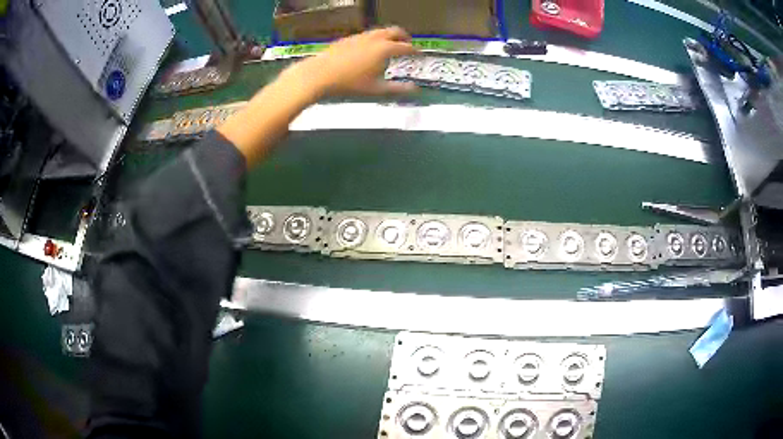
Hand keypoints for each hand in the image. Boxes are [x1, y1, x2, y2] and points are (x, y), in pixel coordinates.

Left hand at [281, 27, 419, 97]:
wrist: (320, 75)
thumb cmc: (350, 83)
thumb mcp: (376, 90)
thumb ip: (398, 89)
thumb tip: (414, 90)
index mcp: (385, 49)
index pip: (405, 47)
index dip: (414, 50)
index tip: (419, 54)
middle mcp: (374, 38)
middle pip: (394, 31)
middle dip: (403, 36)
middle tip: (407, 43)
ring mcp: (360, 37)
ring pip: (379, 31)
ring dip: (388, 36)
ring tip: (389, 45)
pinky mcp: (348, 39)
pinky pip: (366, 35)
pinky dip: (374, 39)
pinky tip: (368, 49)